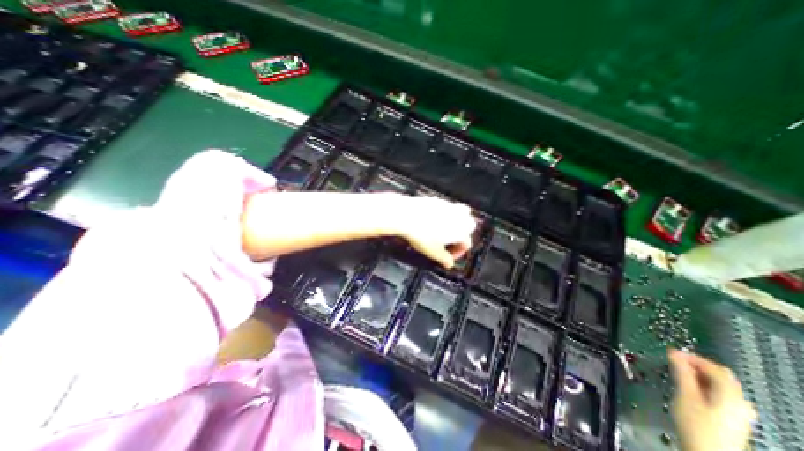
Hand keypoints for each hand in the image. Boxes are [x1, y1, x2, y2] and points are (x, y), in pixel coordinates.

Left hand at [395, 196, 475, 267]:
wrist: (406, 215)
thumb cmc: (421, 233)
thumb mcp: (434, 252)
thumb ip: (444, 259)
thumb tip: (448, 263)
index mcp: (462, 230)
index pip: (466, 243)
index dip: (458, 252)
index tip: (448, 257)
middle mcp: (459, 216)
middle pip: (468, 226)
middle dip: (461, 234)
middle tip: (449, 242)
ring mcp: (448, 206)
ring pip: (458, 214)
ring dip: (453, 223)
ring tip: (441, 231)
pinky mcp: (437, 200)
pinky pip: (445, 208)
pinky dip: (442, 215)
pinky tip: (430, 221)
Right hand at [670, 350, 756, 450]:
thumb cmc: (696, 423)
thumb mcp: (685, 395)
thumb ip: (682, 373)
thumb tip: (674, 353)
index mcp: (731, 395)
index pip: (714, 368)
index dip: (692, 357)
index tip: (670, 352)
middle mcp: (740, 402)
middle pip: (721, 376)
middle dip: (697, 366)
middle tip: (674, 360)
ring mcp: (738, 412)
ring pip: (720, 386)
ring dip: (699, 375)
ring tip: (678, 372)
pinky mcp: (732, 418)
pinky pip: (719, 395)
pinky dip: (704, 386)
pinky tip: (690, 388)